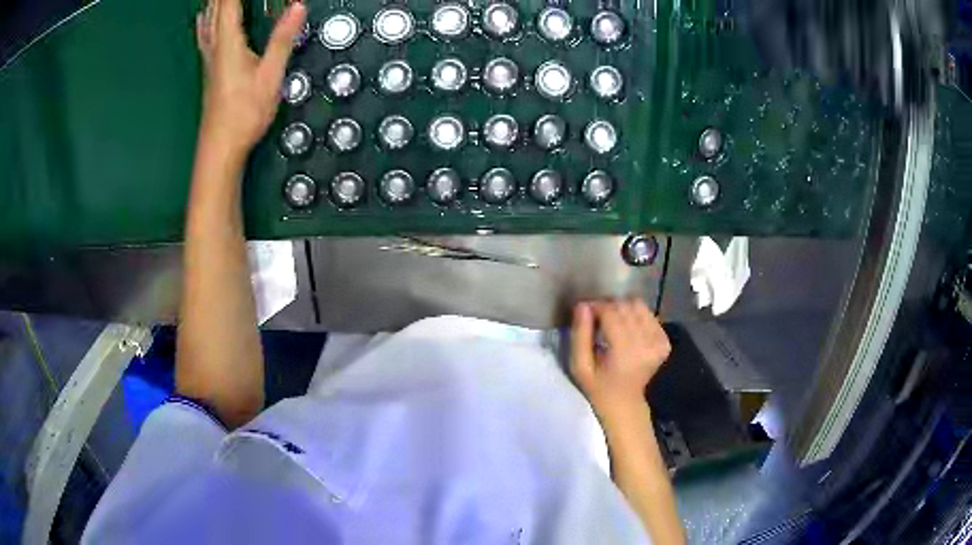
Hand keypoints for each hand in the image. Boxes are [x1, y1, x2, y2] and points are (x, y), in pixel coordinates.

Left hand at [196, 0, 305, 158]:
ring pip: (207, 20)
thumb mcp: (269, 76)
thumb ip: (282, 39)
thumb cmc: (243, 114)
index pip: (229, 3)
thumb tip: (298, 6)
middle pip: (215, 8)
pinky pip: (205, 33)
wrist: (219, 148)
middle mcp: (215, 46)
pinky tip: (204, 18)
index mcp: (228, 43)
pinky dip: (207, 19)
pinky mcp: (210, 68)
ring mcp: (209, 58)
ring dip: (213, 4)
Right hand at [570, 299, 670, 417]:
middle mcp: (646, 343)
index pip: (611, 312)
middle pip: (625, 306)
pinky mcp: (665, 341)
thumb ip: (580, 335)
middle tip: (597, 319)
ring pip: (639, 305)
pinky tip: (628, 330)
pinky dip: (636, 316)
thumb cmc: (598, 386)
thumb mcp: (579, 366)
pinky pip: (649, 315)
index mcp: (625, 351)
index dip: (596, 306)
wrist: (624, 403)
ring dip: (623, 309)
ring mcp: (659, 341)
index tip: (585, 312)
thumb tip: (582, 306)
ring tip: (613, 323)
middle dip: (608, 306)